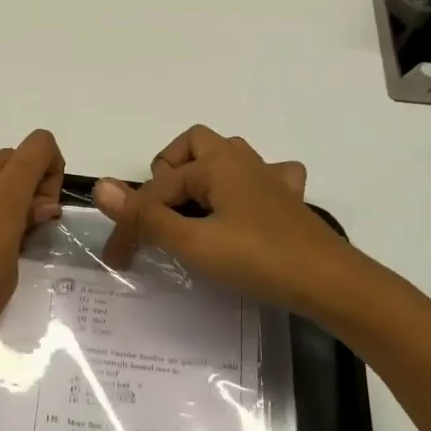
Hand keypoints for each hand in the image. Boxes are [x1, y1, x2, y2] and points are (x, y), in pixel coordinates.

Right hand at [92, 126, 354, 314]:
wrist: (330, 283)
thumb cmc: (258, 260)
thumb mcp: (193, 243)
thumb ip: (146, 217)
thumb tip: (99, 185)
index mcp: (215, 164)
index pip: (158, 189)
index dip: (132, 222)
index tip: (119, 259)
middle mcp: (241, 160)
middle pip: (192, 147)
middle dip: (168, 174)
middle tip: (161, 213)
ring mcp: (269, 177)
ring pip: (225, 158)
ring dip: (202, 176)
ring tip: (192, 210)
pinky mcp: (288, 200)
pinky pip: (262, 177)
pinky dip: (244, 187)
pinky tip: (243, 210)